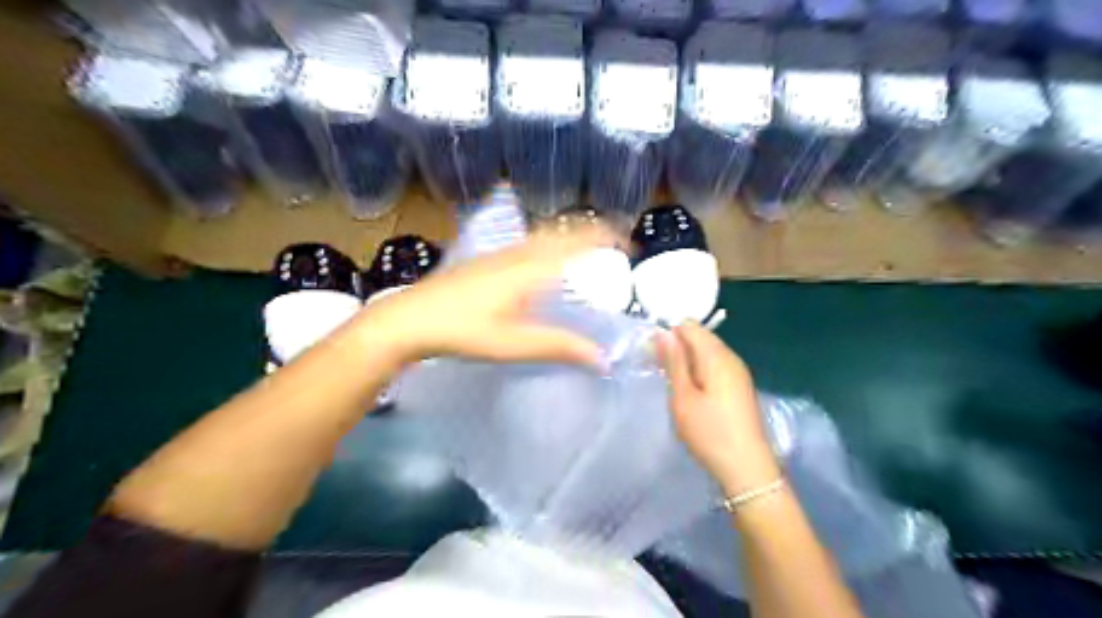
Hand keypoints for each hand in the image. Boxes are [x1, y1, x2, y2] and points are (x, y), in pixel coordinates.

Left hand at [360, 226, 611, 367]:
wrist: (408, 319)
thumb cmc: (463, 331)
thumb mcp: (515, 344)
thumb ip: (560, 347)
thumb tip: (603, 358)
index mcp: (529, 267)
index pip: (576, 242)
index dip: (605, 237)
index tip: (628, 243)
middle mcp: (517, 253)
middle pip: (560, 231)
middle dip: (590, 232)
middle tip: (612, 244)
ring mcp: (497, 254)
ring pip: (542, 236)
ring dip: (568, 236)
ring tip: (585, 249)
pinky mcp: (484, 261)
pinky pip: (526, 244)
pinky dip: (547, 244)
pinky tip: (541, 263)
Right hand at [658, 322, 777, 494]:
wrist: (747, 469)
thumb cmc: (710, 432)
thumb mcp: (683, 397)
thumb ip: (674, 362)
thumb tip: (663, 332)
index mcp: (717, 356)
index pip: (689, 325)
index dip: (668, 334)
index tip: (652, 355)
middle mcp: (731, 357)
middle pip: (699, 337)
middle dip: (676, 348)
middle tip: (657, 371)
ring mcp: (738, 372)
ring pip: (706, 353)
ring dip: (686, 361)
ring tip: (670, 383)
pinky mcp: (739, 387)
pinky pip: (714, 367)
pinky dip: (698, 372)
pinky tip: (689, 392)